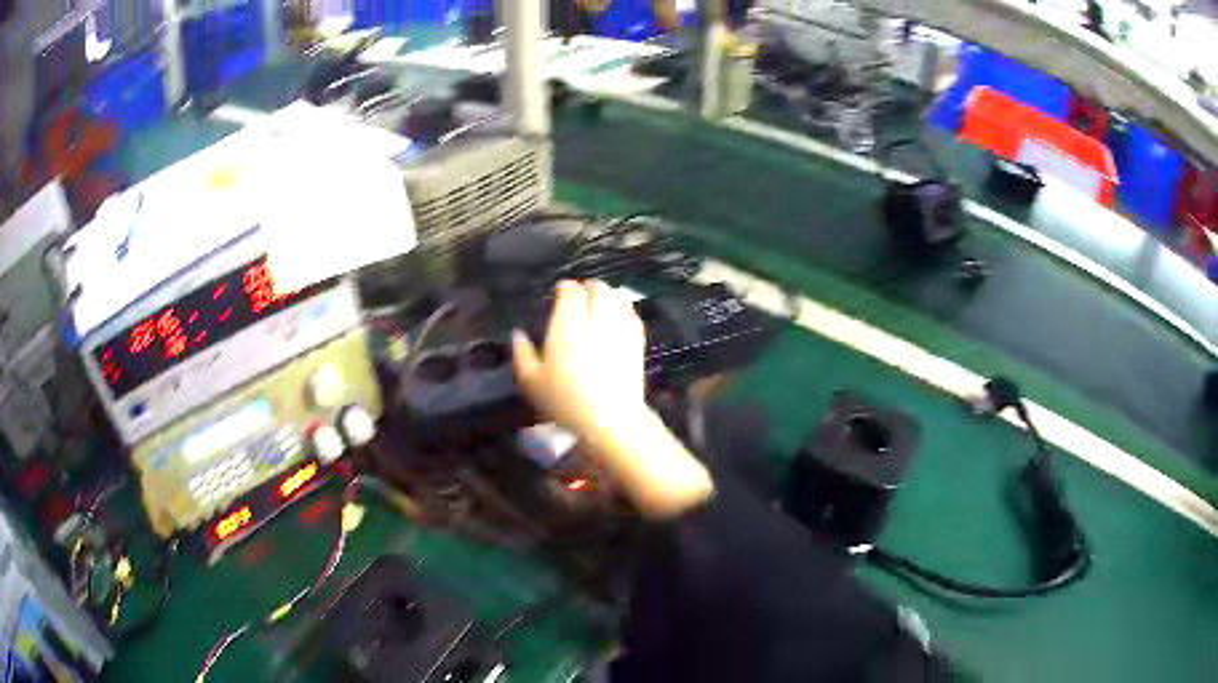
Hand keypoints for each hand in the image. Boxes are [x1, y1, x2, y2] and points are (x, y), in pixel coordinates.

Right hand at [512, 280, 646, 438]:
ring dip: (607, 293)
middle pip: (597, 289)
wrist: (610, 420)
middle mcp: (595, 321)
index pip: (570, 292)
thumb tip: (518, 334)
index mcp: (567, 327)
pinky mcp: (636, 341)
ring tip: (599, 299)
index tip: (560, 291)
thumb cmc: (565, 402)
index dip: (565, 287)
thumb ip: (522, 353)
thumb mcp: (532, 382)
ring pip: (617, 297)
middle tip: (580, 294)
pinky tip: (619, 311)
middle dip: (588, 287)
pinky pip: (632, 313)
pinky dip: (624, 307)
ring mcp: (619, 329)